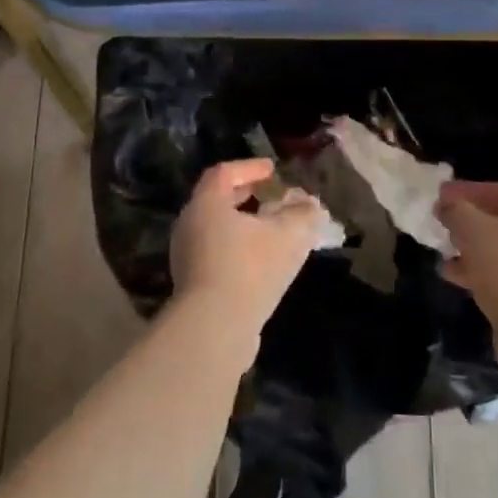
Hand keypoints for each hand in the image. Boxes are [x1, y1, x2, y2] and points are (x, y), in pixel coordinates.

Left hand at [170, 160, 325, 342]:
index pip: (224, 173)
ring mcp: (187, 258)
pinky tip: (260, 262)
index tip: (272, 170)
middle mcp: (190, 225)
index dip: (250, 167)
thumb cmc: (250, 268)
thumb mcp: (289, 235)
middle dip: (245, 195)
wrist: (214, 329)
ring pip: (216, 230)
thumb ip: (303, 214)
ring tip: (269, 231)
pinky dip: (237, 249)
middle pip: (216, 200)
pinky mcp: (192, 286)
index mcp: (207, 203)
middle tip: (268, 196)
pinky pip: (216, 255)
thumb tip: (311, 204)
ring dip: (242, 225)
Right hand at [437, 180, 497, 342]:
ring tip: (444, 250)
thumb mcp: (473, 229)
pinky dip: (479, 272)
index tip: (441, 194)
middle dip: (469, 221)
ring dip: (471, 249)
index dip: (468, 191)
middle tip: (443, 222)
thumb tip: (447, 204)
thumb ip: (457, 210)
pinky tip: (453, 275)